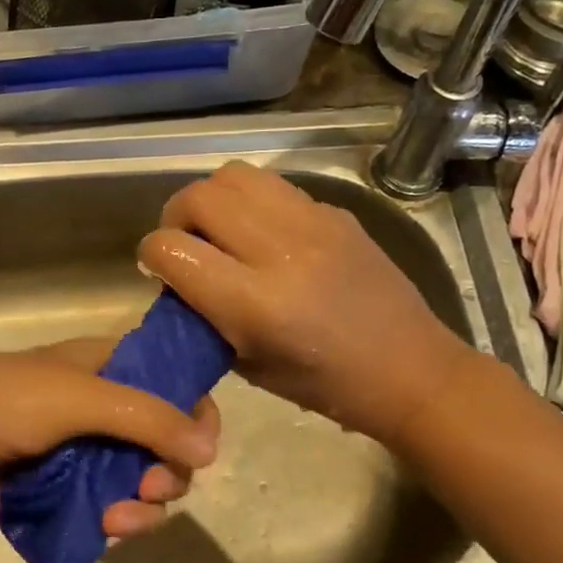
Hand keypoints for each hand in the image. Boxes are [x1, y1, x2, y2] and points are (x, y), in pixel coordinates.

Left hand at [0, 339, 220, 536]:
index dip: (194, 411)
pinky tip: (105, 529)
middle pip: (163, 437)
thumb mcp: (76, 399)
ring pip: (139, 476)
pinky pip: (109, 501)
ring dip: (142, 503)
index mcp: (107, 364)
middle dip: (166, 469)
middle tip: (150, 489)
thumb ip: (146, 418)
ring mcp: (83, 446)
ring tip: (118, 520)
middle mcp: (102, 402)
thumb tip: (210, 449)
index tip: (199, 448)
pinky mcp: (64, 484)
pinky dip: (116, 516)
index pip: (173, 379)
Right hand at [140, 163, 474, 446]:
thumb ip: (206, 317)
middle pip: (199, 197)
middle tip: (184, 244)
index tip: (157, 269)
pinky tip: (262, 233)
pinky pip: (274, 186)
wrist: (410, 369)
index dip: (152, 255)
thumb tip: (178, 280)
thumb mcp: (249, 366)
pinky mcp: (335, 212)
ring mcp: (312, 224)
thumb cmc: (326, 386)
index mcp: (256, 304)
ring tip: (219, 229)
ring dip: (212, 199)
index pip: (173, 250)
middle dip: (175, 217)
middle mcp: (280, 252)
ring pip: (234, 175)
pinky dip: (252, 202)